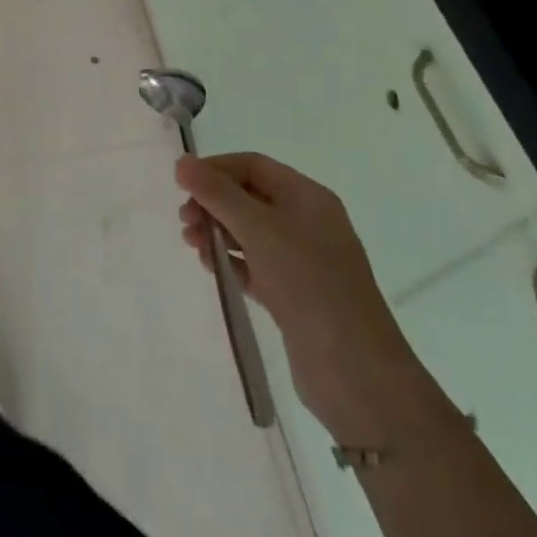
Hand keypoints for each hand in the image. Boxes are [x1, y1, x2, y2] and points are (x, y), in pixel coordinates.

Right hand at [176, 153, 454, 446]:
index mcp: (307, 197)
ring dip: (217, 233)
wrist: (356, 374)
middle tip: (185, 222)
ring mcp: (302, 261)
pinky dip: (231, 262)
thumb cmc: (309, 284)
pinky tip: (213, 269)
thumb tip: (182, 162)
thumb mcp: (259, 229)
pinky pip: (254, 265)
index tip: (181, 186)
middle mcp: (307, 222)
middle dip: (213, 203)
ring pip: (249, 232)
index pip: (252, 166)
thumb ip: (217, 193)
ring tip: (193, 247)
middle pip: (248, 197)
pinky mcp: (294, 295)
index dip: (215, 169)